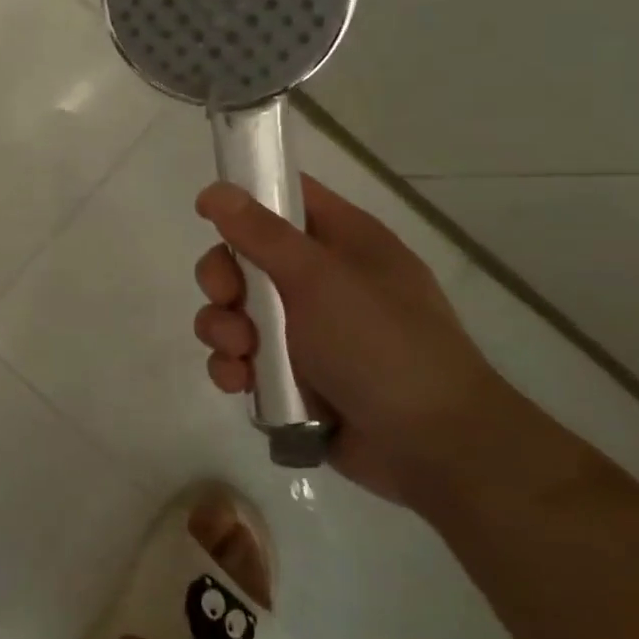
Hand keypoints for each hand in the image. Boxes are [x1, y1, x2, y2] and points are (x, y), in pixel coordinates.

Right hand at [193, 175, 544, 506]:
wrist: (432, 447)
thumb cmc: (382, 344)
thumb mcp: (320, 279)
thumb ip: (261, 233)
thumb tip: (214, 190)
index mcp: (342, 242)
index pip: (287, 198)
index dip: (244, 200)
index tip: (207, 215)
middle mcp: (321, 281)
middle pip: (245, 258)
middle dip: (222, 279)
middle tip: (228, 299)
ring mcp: (305, 331)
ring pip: (235, 312)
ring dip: (223, 329)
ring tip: (241, 353)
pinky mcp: (290, 376)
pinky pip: (242, 359)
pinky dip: (233, 368)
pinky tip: (241, 382)